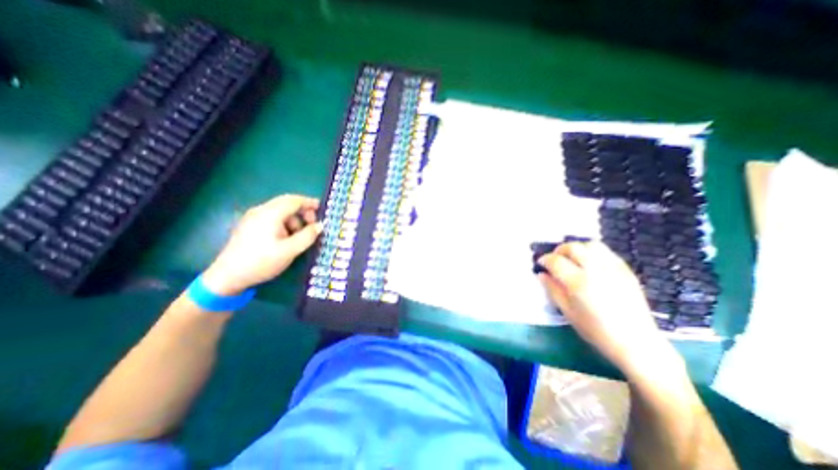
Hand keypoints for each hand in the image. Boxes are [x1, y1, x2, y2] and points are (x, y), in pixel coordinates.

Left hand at [201, 195, 320, 297]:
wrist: (228, 276)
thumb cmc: (262, 262)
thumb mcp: (290, 250)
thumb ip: (308, 236)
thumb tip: (320, 225)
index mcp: (270, 214)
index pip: (294, 201)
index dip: (309, 203)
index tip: (322, 209)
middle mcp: (260, 211)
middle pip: (286, 203)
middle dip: (302, 211)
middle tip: (313, 224)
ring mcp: (252, 218)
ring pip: (279, 211)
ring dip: (293, 219)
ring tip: (298, 236)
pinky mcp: (249, 226)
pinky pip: (272, 218)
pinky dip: (284, 223)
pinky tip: (285, 238)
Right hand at [536, 241, 680, 376]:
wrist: (636, 342)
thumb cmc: (596, 330)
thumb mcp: (568, 312)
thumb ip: (553, 289)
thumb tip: (542, 274)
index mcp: (578, 283)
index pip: (556, 261)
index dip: (545, 259)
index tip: (541, 263)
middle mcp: (595, 270)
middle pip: (573, 247)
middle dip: (559, 250)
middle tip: (555, 259)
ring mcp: (613, 268)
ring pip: (591, 244)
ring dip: (577, 248)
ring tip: (573, 259)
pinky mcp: (626, 270)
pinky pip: (606, 251)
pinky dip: (593, 252)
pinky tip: (590, 264)